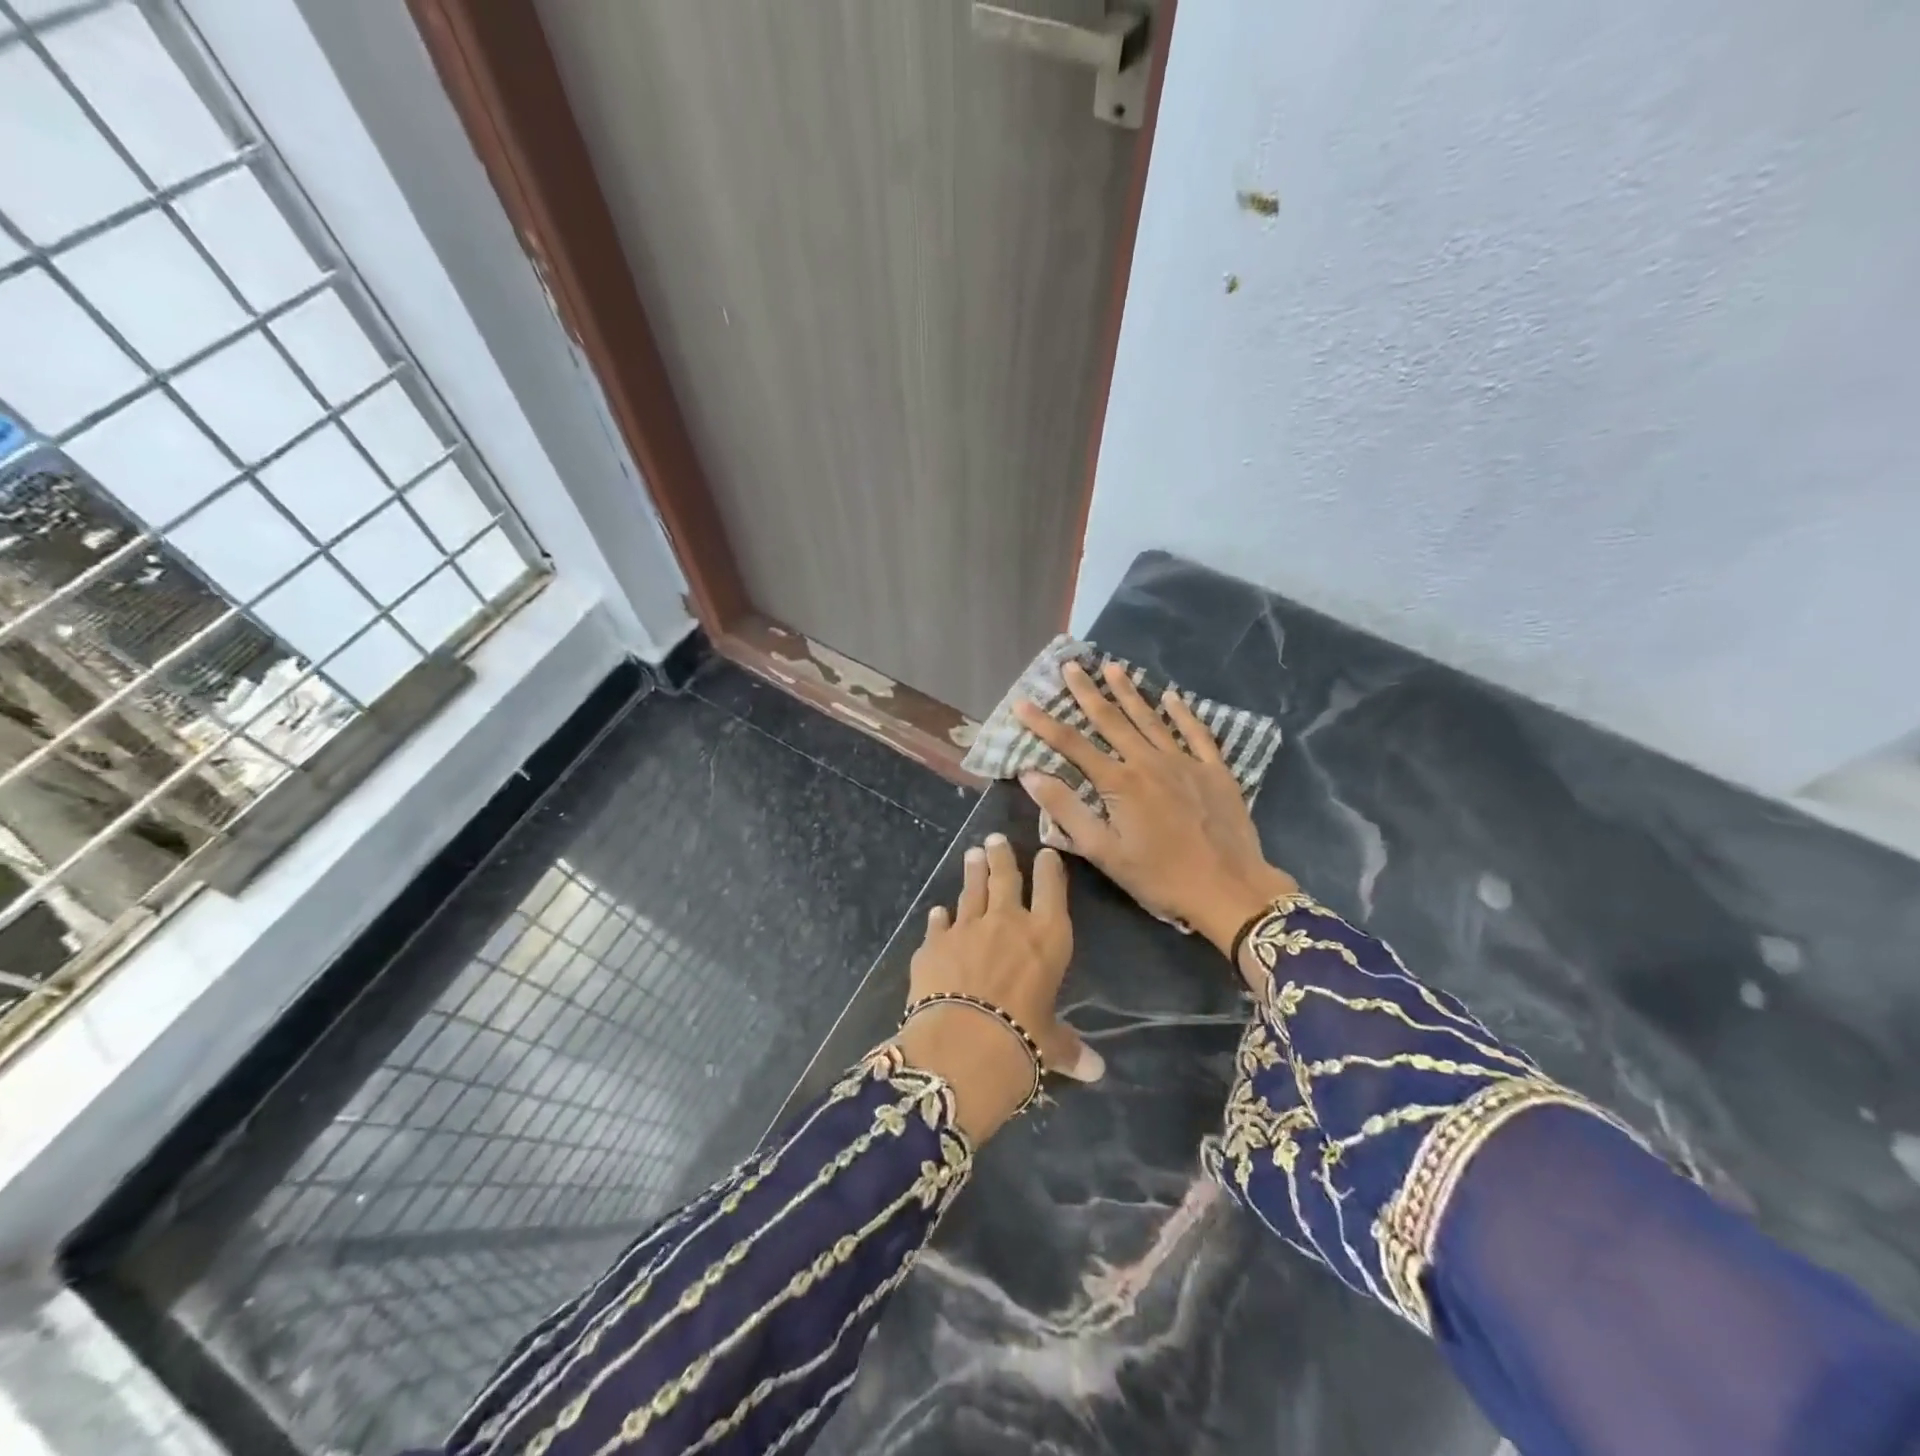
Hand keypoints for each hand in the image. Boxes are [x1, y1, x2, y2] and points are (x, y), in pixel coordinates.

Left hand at [895, 834, 1102, 1142]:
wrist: (961, 1044)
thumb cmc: (1021, 1040)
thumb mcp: (1049, 1044)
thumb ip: (1068, 1048)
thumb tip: (1096, 1071)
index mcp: (1047, 937)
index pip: (1051, 889)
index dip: (1049, 869)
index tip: (1045, 854)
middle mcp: (1007, 922)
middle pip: (1005, 878)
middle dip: (1001, 856)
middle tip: (995, 839)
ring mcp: (967, 928)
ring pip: (971, 891)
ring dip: (972, 872)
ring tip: (972, 855)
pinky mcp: (933, 943)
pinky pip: (939, 923)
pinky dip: (940, 916)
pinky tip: (938, 911)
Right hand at [1012, 660, 1299, 959]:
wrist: (1229, 889)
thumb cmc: (1160, 877)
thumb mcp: (1104, 852)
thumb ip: (1066, 810)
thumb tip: (1030, 774)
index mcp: (1119, 783)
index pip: (1072, 745)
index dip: (1044, 723)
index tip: (1023, 701)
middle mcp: (1149, 761)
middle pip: (1111, 720)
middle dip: (1087, 692)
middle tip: (1070, 666)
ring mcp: (1185, 762)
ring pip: (1151, 719)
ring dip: (1129, 692)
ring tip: (1112, 668)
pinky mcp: (1214, 771)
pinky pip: (1197, 733)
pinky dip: (1183, 713)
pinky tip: (1173, 696)